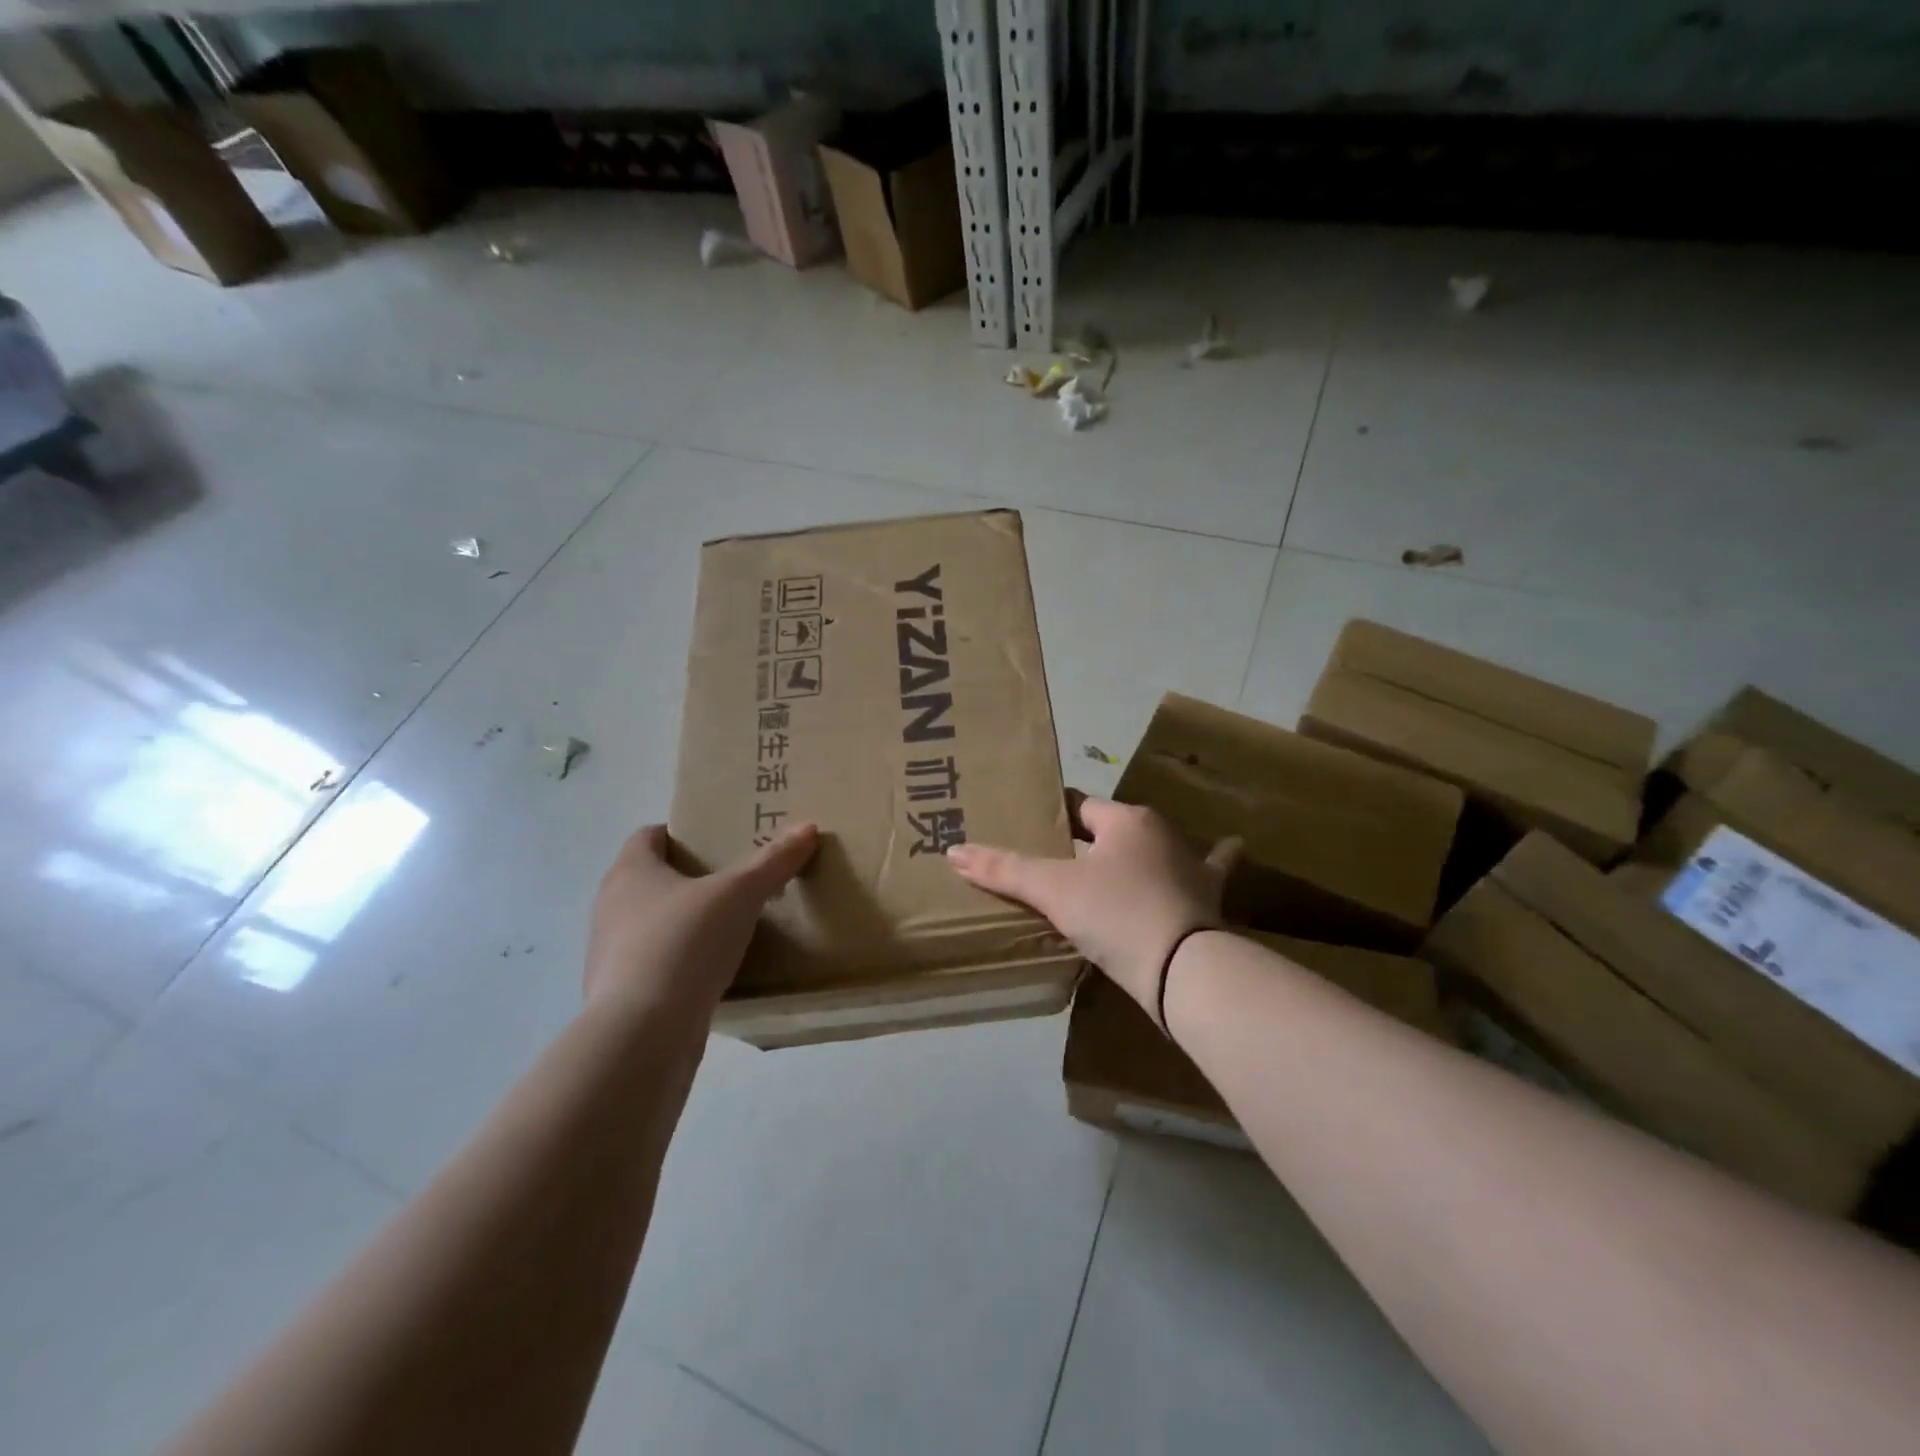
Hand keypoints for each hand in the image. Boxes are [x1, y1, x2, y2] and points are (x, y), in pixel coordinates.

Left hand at [584, 823, 818, 1021]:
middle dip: (694, 879)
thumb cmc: (683, 944)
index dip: (683, 833)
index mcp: (630, 873)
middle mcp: (613, 908)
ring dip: (690, 924)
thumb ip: (772, 862)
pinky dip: (686, 963)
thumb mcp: (738, 895)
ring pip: (657, 925)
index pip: (649, 836)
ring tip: (736, 926)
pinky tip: (720, 972)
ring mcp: (614, 956)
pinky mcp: (626, 997)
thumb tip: (807, 828)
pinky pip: (661, 966)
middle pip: (654, 881)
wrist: (642, 1036)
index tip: (720, 840)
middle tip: (740, 880)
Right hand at [945, 798, 1236, 1017]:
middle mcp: (1162, 832)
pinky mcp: (1208, 898)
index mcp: (1127, 820)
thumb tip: (953, 851)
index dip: (1055, 817)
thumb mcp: (1052, 891)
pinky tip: (1230, 846)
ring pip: (1155, 849)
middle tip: (1062, 859)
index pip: (1081, 807)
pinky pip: (1208, 872)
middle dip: (1091, 840)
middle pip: (1114, 830)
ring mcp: (1191, 864)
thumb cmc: (1115, 914)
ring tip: (1116, 866)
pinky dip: (1212, 862)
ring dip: (1139, 853)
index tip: (1034, 829)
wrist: (1183, 970)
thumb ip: (1003, 870)